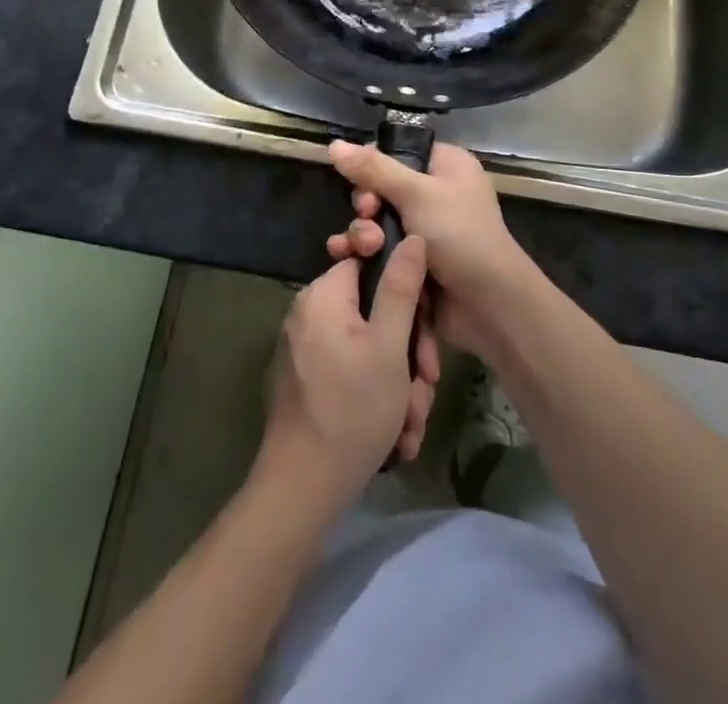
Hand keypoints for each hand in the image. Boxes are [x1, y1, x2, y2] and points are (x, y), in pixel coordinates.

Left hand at [258, 234, 438, 510]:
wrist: (302, 490)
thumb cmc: (352, 410)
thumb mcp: (390, 346)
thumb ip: (401, 287)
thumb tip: (411, 236)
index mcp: (323, 295)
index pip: (371, 263)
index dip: (405, 292)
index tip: (425, 330)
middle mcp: (309, 314)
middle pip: (373, 312)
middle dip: (408, 353)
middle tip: (425, 388)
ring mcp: (305, 349)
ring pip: (368, 348)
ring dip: (398, 383)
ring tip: (411, 423)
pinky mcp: (306, 380)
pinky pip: (351, 371)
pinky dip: (376, 396)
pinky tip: (397, 434)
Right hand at [327, 141, 537, 359]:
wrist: (488, 305)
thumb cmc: (459, 235)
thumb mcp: (417, 194)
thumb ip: (373, 169)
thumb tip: (334, 144)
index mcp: (446, 166)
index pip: (398, 152)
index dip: (373, 165)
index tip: (362, 183)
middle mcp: (435, 193)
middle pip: (381, 188)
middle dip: (367, 205)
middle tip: (368, 216)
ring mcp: (423, 230)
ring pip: (376, 221)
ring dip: (362, 232)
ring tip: (365, 247)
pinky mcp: (412, 262)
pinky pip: (379, 250)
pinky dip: (363, 253)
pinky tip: (345, 259)